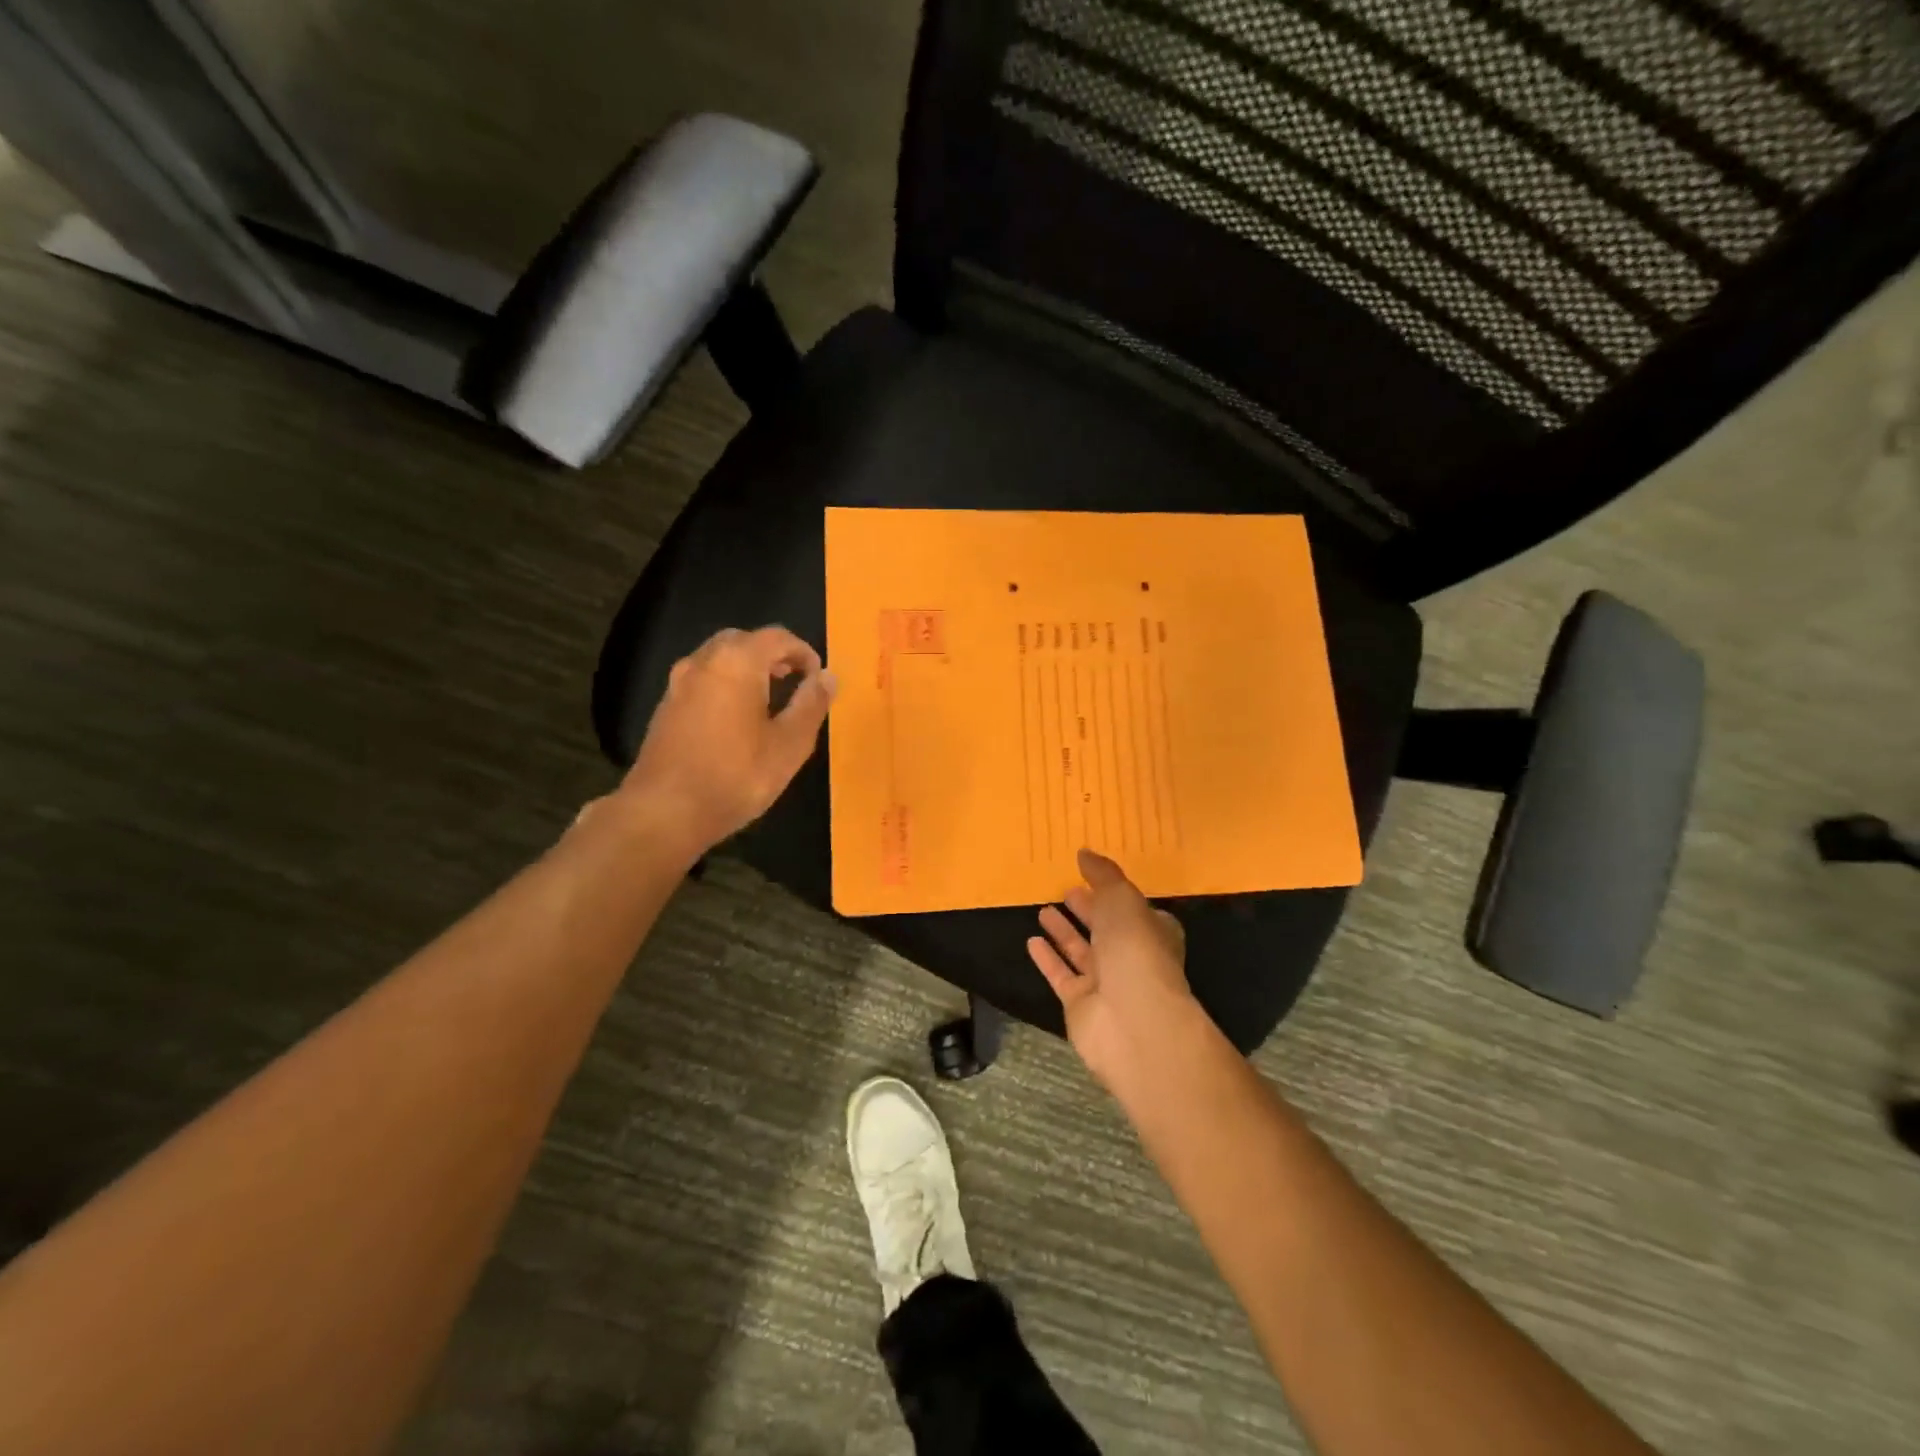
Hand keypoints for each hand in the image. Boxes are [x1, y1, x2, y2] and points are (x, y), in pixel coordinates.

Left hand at [620, 626, 835, 857]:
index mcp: (737, 662)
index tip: (818, 679)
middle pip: (744, 641)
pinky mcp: (665, 706)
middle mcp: (704, 661)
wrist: (663, 812)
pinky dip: (725, 685)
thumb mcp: (789, 745)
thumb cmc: (736, 776)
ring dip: (747, 669)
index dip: (804, 653)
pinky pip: (703, 680)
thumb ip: (811, 704)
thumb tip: (828, 676)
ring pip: (719, 658)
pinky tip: (736, 720)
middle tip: (794, 683)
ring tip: (768, 701)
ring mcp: (679, 683)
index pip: (778, 637)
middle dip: (773, 656)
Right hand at [1027, 849, 1205, 1093]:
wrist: (1132, 1020)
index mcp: (1152, 931)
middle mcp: (1131, 957)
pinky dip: (1048, 959)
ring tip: (1043, 909)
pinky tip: (1031, 941)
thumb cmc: (1135, 950)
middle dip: (1088, 909)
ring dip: (1064, 931)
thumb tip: (1084, 852)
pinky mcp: (1080, 1004)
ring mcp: (1106, 984)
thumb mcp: (1122, 899)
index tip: (1091, 876)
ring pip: (1082, 952)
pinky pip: (1061, 975)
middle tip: (1065, 890)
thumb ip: (1103, 875)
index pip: (1134, 909)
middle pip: (1106, 929)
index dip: (1114, 893)